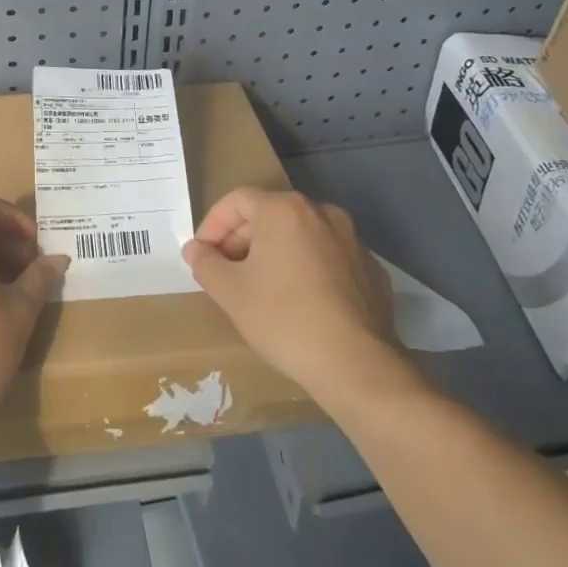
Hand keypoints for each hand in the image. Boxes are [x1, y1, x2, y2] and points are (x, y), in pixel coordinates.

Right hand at [181, 188, 419, 409]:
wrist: (356, 365)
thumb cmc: (283, 318)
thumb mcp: (230, 292)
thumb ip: (206, 263)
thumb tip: (196, 250)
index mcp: (285, 210)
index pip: (237, 201)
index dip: (212, 225)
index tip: (202, 256)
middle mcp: (322, 213)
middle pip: (270, 214)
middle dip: (241, 239)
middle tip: (226, 272)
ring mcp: (353, 240)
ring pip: (300, 235)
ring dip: (274, 253)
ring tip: (260, 288)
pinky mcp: (371, 269)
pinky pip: (327, 258)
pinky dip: (306, 269)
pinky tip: (299, 303)